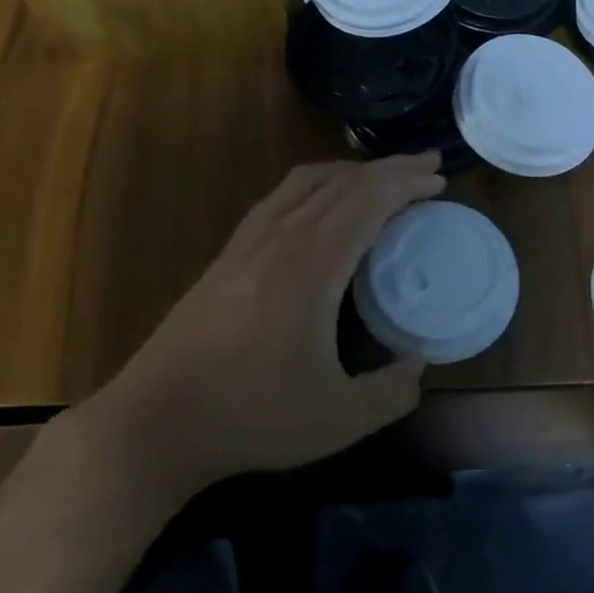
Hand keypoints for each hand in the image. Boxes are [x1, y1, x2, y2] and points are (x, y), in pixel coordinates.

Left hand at [96, 154, 445, 486]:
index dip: (408, 183)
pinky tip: (320, 204)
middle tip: (427, 169)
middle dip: (390, 169)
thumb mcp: (339, 418)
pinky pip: (281, 197)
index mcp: (311, 264)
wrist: (153, 422)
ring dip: (351, 172)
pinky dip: (315, 185)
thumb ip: (392, 392)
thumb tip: (417, 365)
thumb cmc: (250, 416)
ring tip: (381, 179)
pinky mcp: (227, 255)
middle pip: (342, 182)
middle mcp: (280, 238)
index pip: (368, 200)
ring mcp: (247, 242)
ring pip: (307, 182)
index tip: (440, 183)